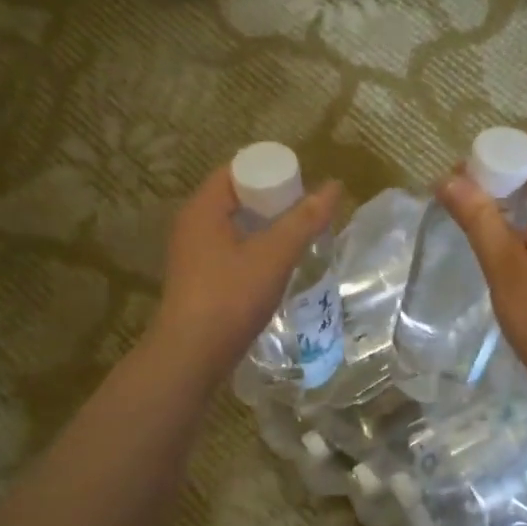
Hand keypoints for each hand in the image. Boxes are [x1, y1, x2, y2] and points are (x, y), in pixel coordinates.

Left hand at [147, 165, 341, 382]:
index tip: (302, 187)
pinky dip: (253, 251)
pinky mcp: (198, 279)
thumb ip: (304, 221)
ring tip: (297, 239)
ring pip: (234, 227)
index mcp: (203, 208)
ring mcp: (192, 253)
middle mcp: (192, 224)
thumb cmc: (230, 297)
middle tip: (306, 213)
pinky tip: (276, 267)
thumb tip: (334, 187)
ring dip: (265, 229)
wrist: (192, 355)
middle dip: (272, 202)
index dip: (271, 173)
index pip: (237, 170)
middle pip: (237, 198)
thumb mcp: (273, 256)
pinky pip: (229, 251)